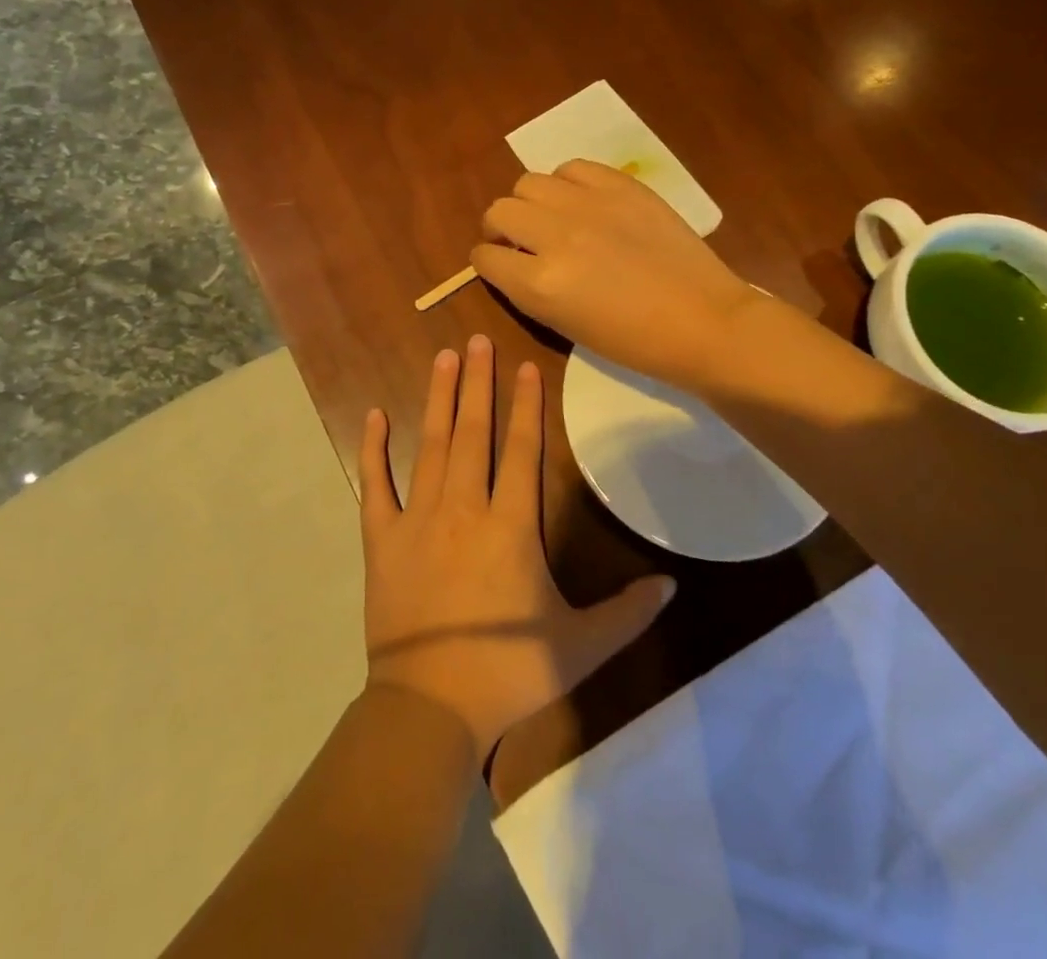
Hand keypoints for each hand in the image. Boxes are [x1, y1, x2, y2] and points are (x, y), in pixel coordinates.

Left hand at [360, 335, 675, 760]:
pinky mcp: (382, 538)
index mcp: (511, 526)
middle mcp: (464, 507)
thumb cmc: (508, 674)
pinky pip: (376, 484)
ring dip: (437, 399)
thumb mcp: (580, 648)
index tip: (523, 365)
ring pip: (430, 445)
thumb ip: (627, 613)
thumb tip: (672, 585)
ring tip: (442, 357)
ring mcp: (418, 518)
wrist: (430, 706)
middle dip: (477, 383)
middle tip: (475, 339)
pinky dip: (374, 449)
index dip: (526, 405)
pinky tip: (374, 415)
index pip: (523, 450)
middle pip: (473, 432)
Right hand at [472, 159, 759, 390]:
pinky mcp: (621, 186)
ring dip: (531, 203)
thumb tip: (512, 260)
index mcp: (539, 284)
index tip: (501, 265)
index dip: (488, 262)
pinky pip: (572, 168)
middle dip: (501, 229)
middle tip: (521, 241)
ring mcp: (589, 205)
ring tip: (553, 218)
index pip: (485, 257)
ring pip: (528, 183)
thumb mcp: (564, 325)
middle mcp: (555, 237)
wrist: (703, 320)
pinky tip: (582, 202)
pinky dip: (567, 184)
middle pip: (499, 211)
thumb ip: (528, 288)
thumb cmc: (633, 341)